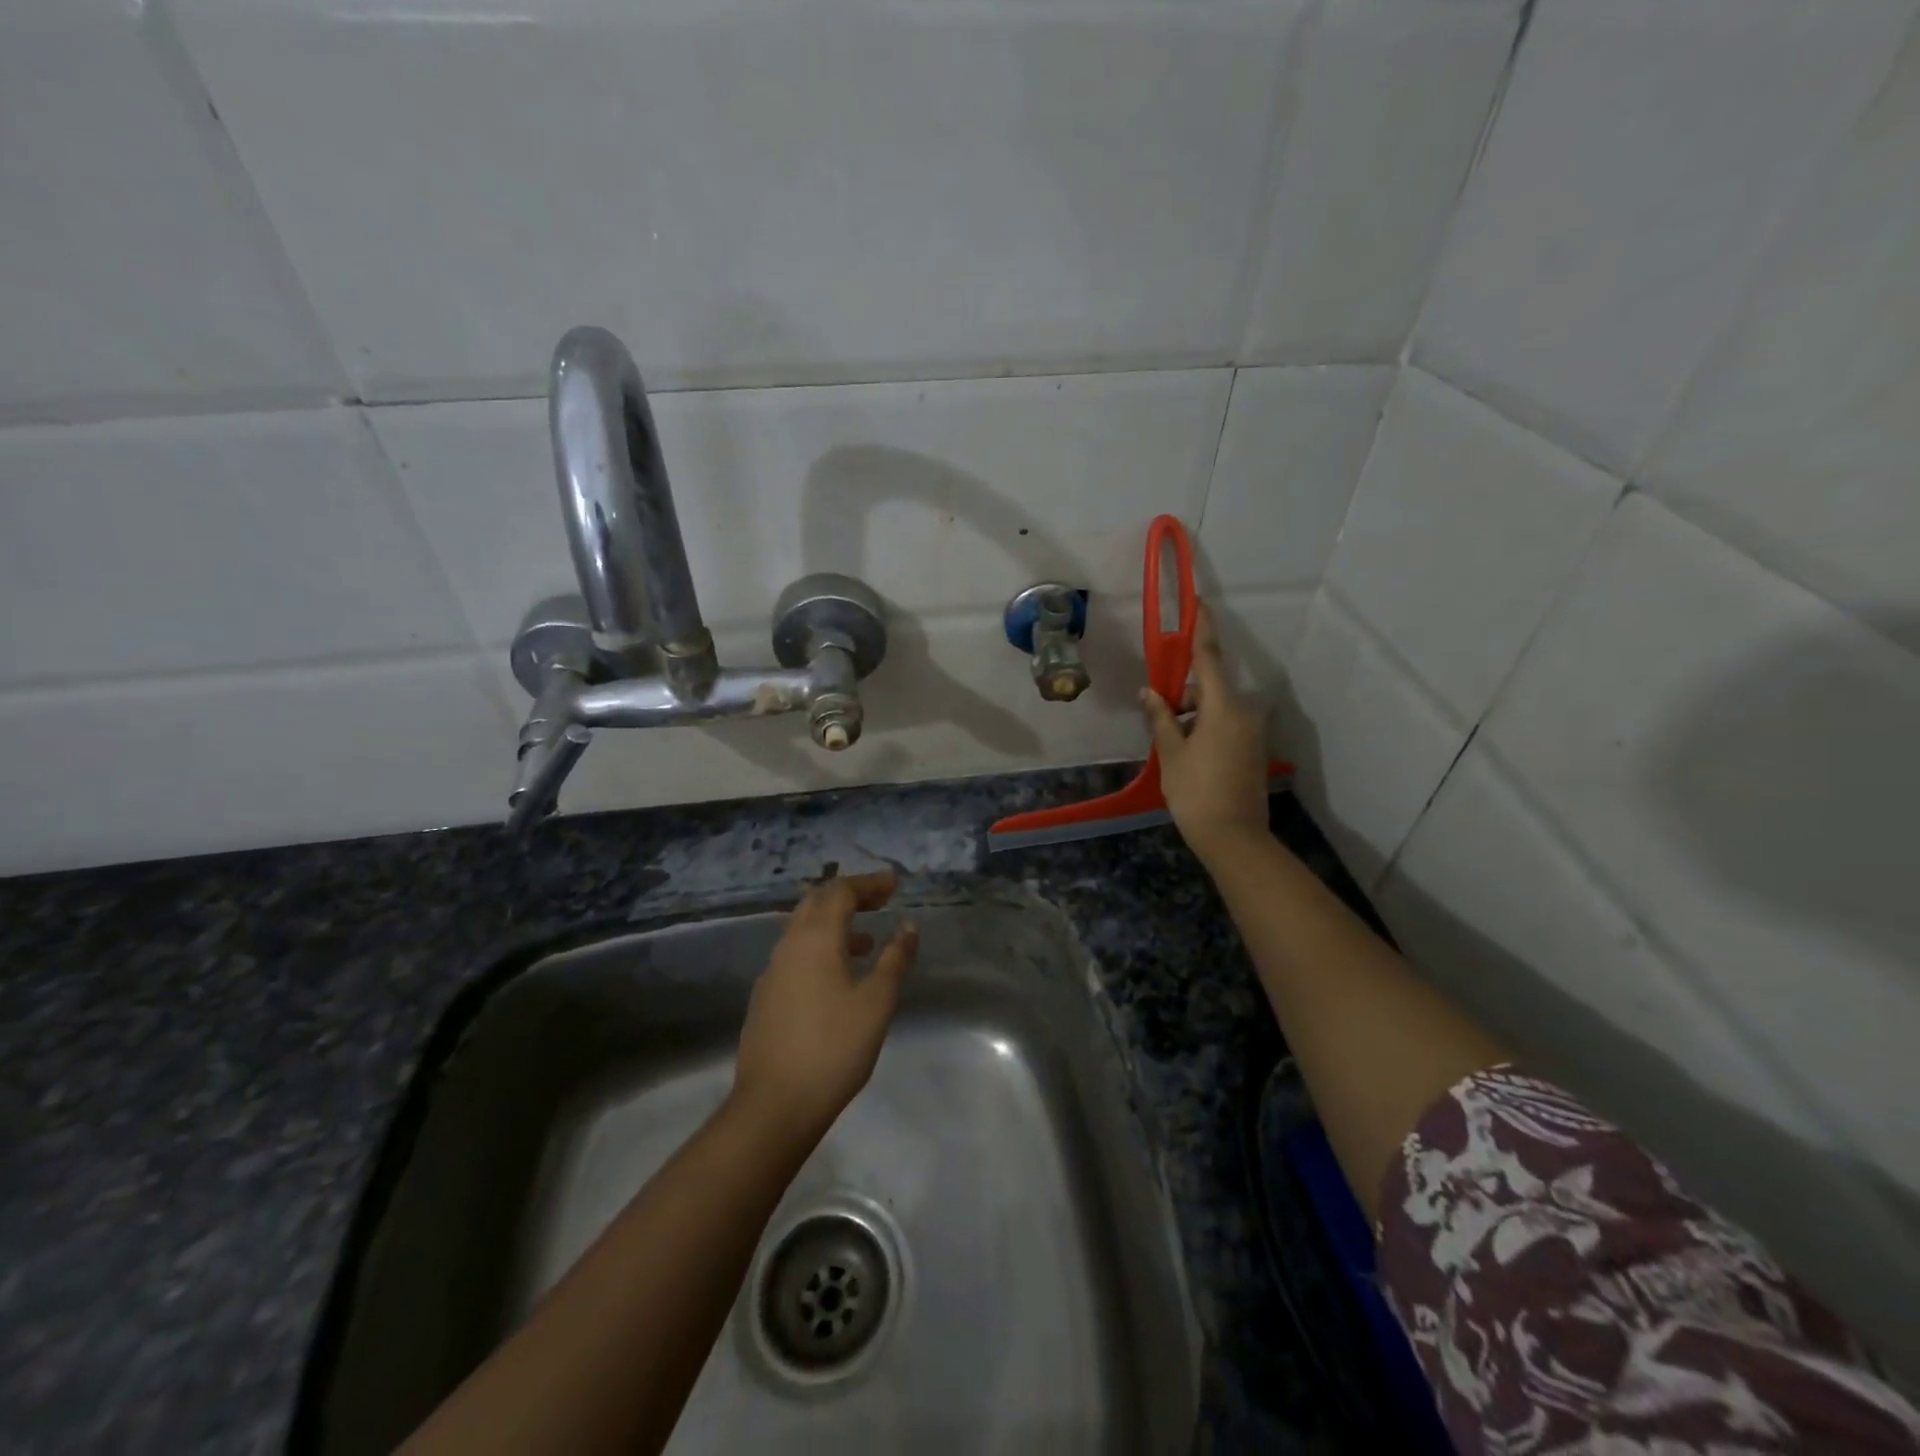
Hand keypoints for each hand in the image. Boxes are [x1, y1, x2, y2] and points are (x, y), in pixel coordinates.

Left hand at [732, 871, 918, 1143]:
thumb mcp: (876, 1003)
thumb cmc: (833, 1049)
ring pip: (802, 929)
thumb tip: (907, 926)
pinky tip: (837, 976)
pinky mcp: (765, 997)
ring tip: (866, 941)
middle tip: (880, 901)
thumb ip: (895, 959)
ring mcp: (772, 971)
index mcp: (815, 939)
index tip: (894, 884)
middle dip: (849, 895)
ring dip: (834, 923)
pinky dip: (820, 948)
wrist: (774, 1105)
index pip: (840, 892)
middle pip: (816, 902)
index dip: (868, 884)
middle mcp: (788, 945)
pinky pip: (795, 954)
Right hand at [1141, 602, 1271, 861]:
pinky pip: (1227, 724)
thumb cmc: (1196, 791)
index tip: (1200, 602)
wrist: (1234, 837)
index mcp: (1223, 706)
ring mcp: (1254, 730)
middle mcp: (1245, 711)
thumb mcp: (1171, 752)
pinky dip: (1206, 727)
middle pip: (1210, 687)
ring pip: (1217, 708)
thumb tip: (1150, 692)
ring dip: (1193, 714)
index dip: (1202, 629)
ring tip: (1170, 743)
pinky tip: (1188, 752)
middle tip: (1158, 715)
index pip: (1209, 657)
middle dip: (1184, 694)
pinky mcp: (1255, 748)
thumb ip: (1160, 717)